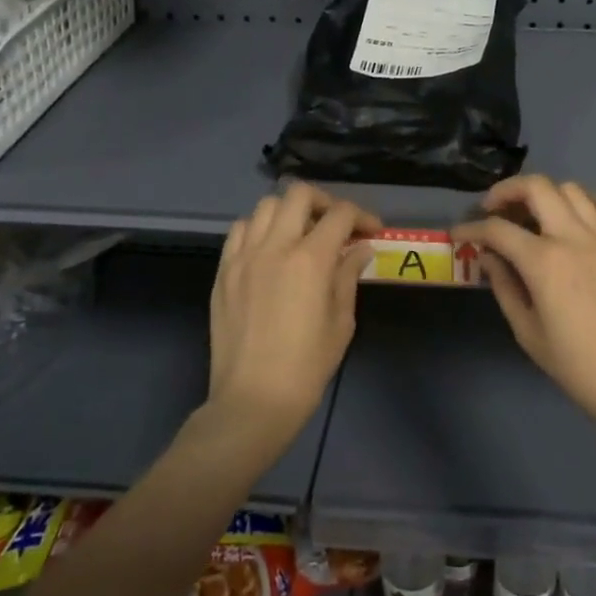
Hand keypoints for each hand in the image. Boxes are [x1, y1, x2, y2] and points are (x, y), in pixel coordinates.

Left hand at [208, 183, 378, 435]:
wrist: (252, 401)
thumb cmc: (307, 366)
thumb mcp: (341, 321)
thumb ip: (348, 276)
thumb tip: (360, 249)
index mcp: (310, 260)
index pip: (340, 214)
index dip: (362, 216)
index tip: (371, 231)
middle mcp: (274, 247)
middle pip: (299, 194)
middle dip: (325, 202)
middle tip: (336, 225)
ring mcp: (243, 257)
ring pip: (266, 206)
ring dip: (290, 211)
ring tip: (302, 233)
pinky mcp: (223, 271)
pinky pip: (240, 230)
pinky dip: (259, 228)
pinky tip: (270, 249)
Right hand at [452, 175, 595, 430]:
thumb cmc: (576, 365)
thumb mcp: (527, 331)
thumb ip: (504, 286)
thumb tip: (489, 257)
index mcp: (545, 262)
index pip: (497, 229)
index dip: (471, 228)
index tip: (460, 233)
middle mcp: (575, 237)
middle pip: (536, 187)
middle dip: (507, 191)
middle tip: (494, 208)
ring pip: (571, 189)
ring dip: (546, 195)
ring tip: (535, 216)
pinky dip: (586, 205)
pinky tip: (576, 223)